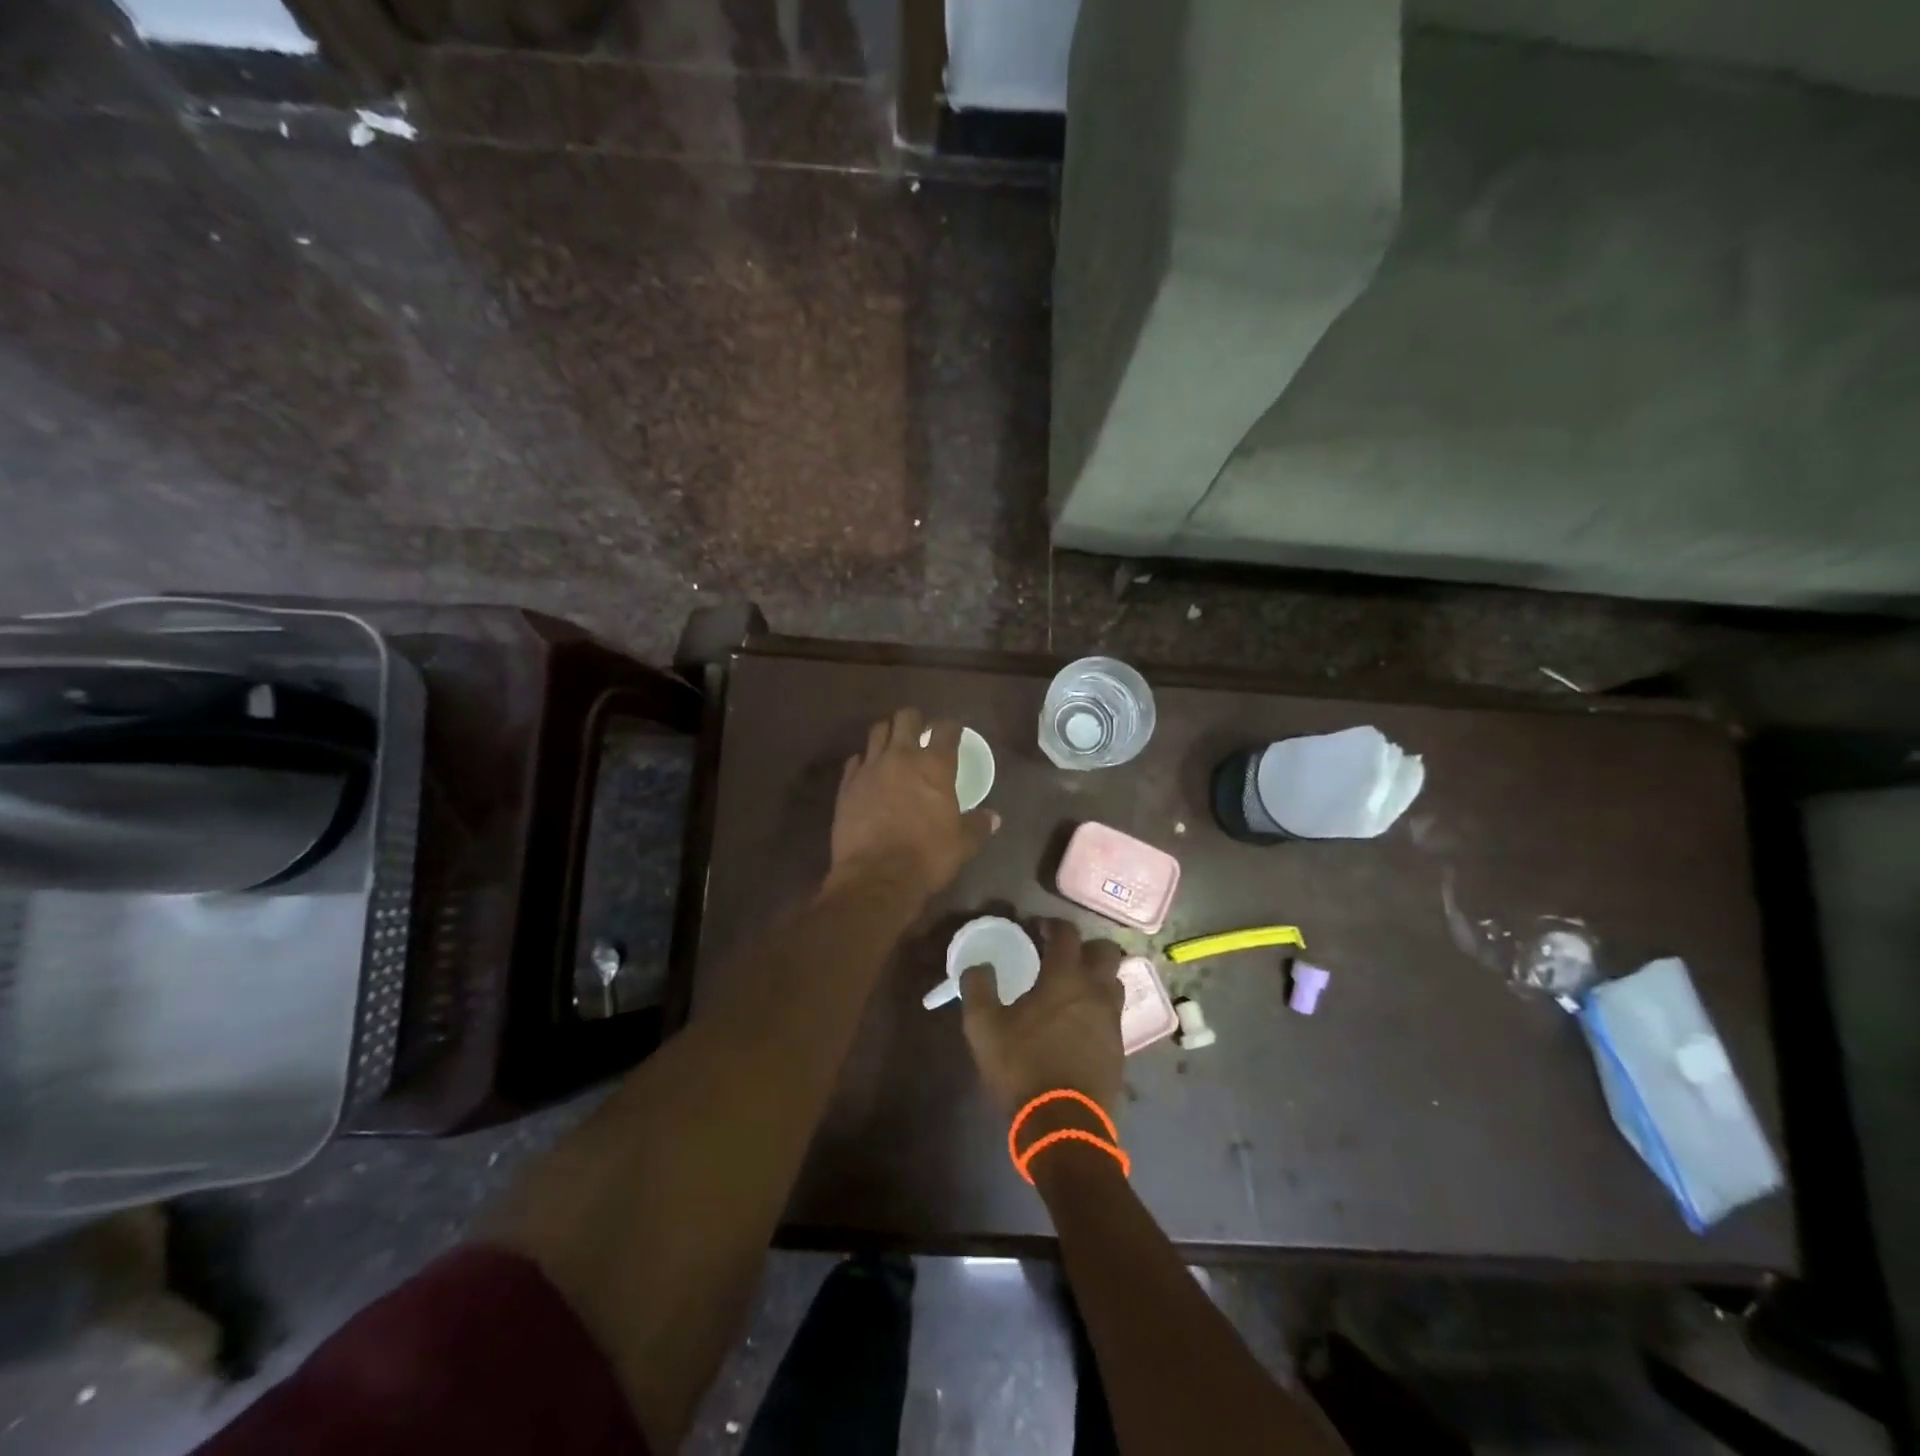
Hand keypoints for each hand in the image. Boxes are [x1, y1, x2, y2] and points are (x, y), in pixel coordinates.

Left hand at [829, 708, 996, 899]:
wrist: (876, 876)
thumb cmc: (927, 857)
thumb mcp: (962, 844)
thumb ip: (978, 826)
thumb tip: (995, 818)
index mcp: (935, 766)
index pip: (946, 729)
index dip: (951, 727)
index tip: (953, 732)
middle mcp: (902, 757)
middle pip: (906, 717)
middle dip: (915, 720)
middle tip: (920, 732)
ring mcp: (870, 768)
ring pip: (877, 731)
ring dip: (887, 732)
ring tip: (893, 744)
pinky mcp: (847, 784)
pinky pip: (855, 760)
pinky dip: (864, 760)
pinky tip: (869, 771)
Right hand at [960, 919, 1126, 1117]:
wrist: (1063, 1124)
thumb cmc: (1022, 1067)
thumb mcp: (984, 1027)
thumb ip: (978, 988)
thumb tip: (978, 966)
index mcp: (1065, 978)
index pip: (1067, 933)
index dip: (1052, 924)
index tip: (1037, 928)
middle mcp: (1096, 991)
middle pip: (1105, 950)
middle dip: (1085, 946)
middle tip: (1062, 956)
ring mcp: (1112, 1020)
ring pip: (1114, 982)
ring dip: (1097, 977)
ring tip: (1073, 988)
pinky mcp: (1119, 1048)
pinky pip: (1113, 1014)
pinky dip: (1099, 1008)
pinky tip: (1079, 1023)